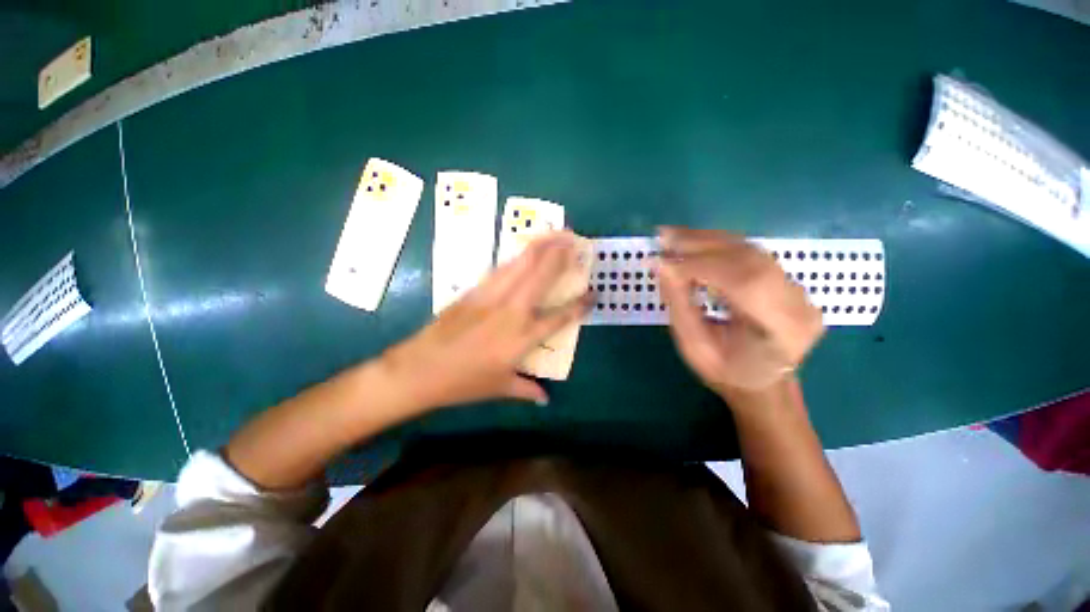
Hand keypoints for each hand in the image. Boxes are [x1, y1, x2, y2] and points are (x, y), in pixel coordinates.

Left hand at [380, 231, 589, 411]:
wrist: (420, 369)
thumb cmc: (464, 383)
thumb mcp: (500, 388)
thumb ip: (527, 390)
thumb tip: (545, 399)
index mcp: (523, 337)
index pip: (560, 316)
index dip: (579, 304)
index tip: (593, 293)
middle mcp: (512, 311)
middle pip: (541, 275)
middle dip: (560, 254)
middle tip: (575, 240)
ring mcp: (492, 297)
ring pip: (521, 264)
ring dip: (539, 246)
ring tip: (555, 233)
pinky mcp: (474, 291)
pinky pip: (501, 269)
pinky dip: (516, 257)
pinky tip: (524, 251)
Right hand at [655, 227, 824, 400]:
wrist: (765, 385)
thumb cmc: (726, 374)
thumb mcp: (694, 347)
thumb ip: (679, 305)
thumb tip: (661, 265)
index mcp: (780, 331)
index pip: (741, 282)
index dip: (698, 267)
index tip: (661, 260)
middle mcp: (798, 304)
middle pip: (749, 258)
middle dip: (701, 244)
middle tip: (664, 236)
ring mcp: (799, 291)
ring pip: (751, 250)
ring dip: (708, 239)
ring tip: (674, 236)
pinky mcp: (790, 282)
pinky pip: (753, 255)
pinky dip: (720, 245)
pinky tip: (696, 243)